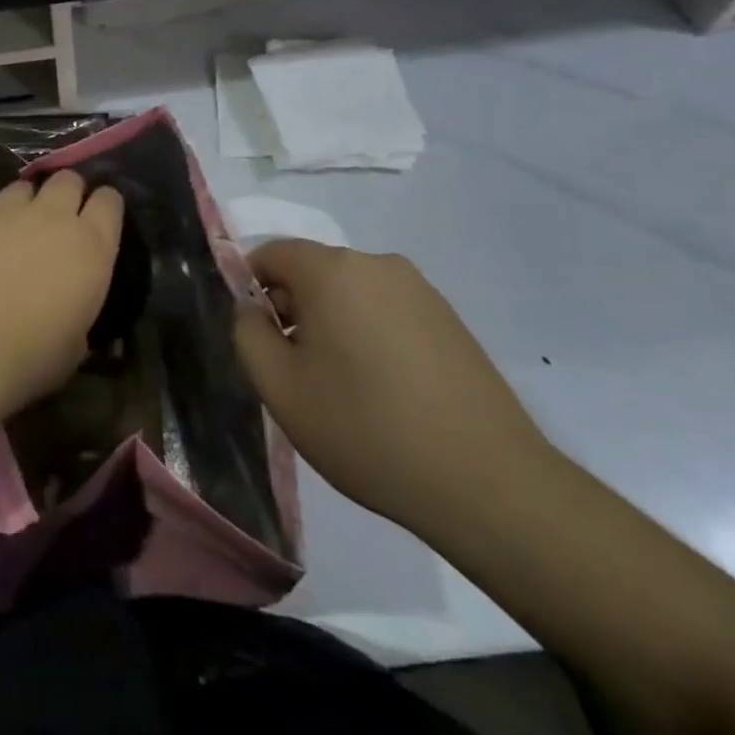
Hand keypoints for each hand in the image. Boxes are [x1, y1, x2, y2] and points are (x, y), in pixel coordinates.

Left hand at [0, 170, 123, 421]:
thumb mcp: (72, 349)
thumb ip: (76, 318)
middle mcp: (51, 217)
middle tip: (61, 219)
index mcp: (89, 246)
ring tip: (18, 231)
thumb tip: (69, 317)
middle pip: (67, 180)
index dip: (106, 206)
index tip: (101, 219)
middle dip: (68, 193)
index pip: (109, 202)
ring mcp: (4, 213)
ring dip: (27, 204)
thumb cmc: (26, 357)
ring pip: (24, 188)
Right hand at [234, 238, 554, 537]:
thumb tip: (252, 309)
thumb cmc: (366, 429)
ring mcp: (420, 289)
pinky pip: (386, 310)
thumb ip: (247, 334)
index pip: (271, 253)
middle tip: (296, 371)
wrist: (486, 482)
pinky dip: (369, 335)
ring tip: (342, 387)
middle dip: (292, 309)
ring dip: (332, 324)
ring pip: (350, 292)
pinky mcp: (449, 318)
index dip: (250, 289)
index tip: (258, 339)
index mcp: (332, 270)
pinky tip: (384, 390)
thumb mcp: (279, 388)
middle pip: (312, 271)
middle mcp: (377, 264)